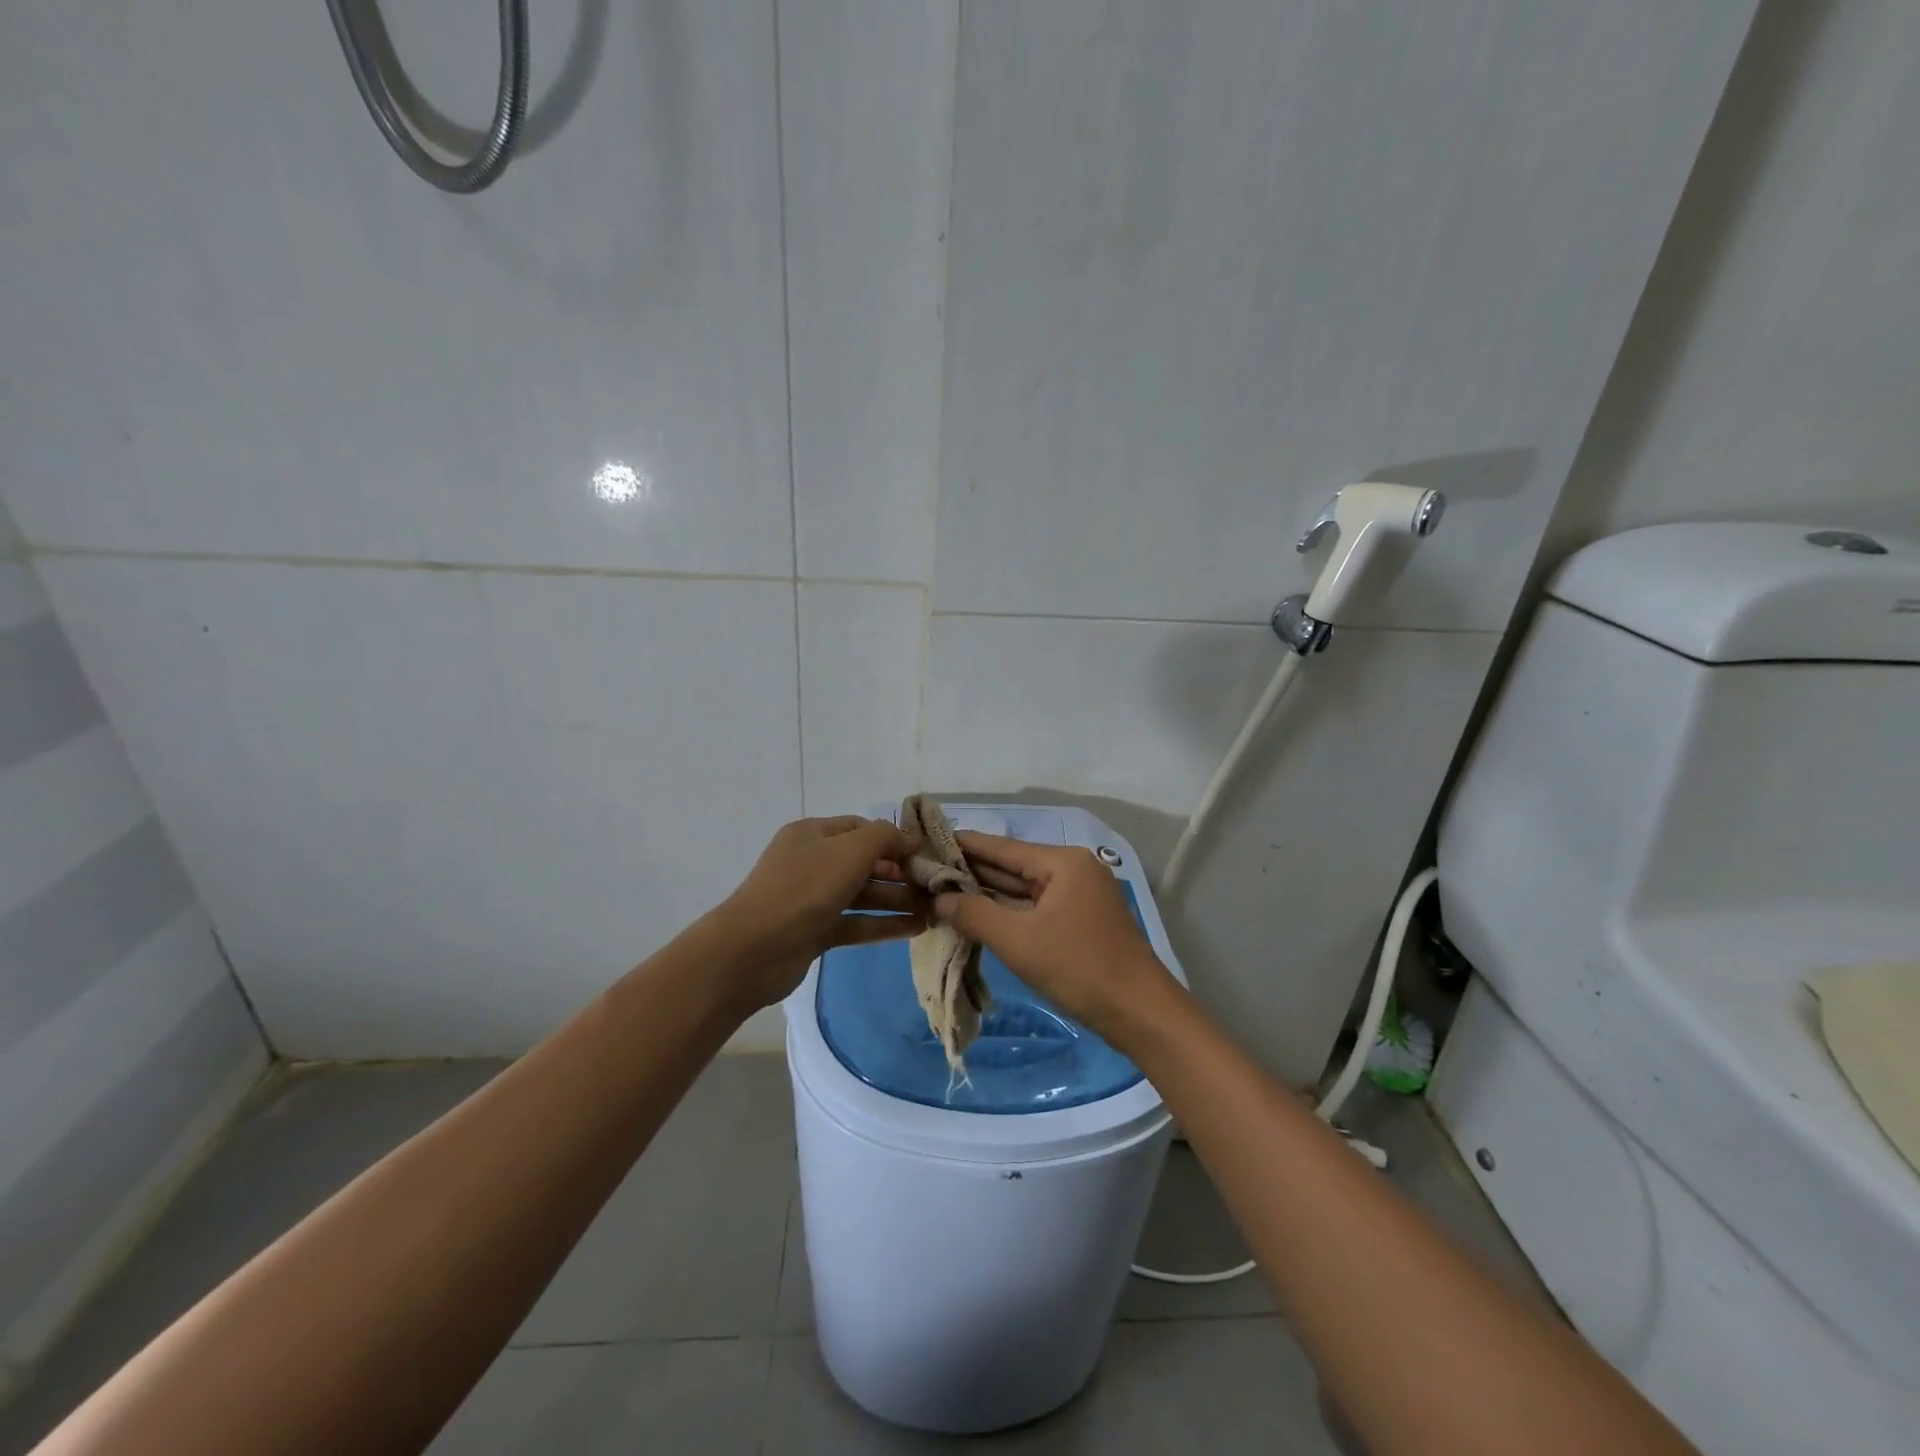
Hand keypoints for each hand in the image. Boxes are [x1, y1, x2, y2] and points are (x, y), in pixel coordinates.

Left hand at [713, 816, 928, 1010]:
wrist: (755, 949)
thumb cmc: (806, 887)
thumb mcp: (851, 850)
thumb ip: (886, 837)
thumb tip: (912, 838)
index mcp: (813, 834)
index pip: (861, 828)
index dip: (893, 838)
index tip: (925, 853)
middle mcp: (812, 862)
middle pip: (864, 863)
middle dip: (900, 873)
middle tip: (936, 886)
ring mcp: (812, 899)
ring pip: (863, 895)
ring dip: (897, 901)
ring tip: (935, 911)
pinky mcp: (815, 932)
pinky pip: (856, 923)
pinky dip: (883, 924)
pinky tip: (916, 929)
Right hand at [931, 832, 1179, 1041]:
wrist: (1141, 1013)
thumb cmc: (1080, 968)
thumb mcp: (1019, 941)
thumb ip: (975, 914)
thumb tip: (939, 899)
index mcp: (1063, 862)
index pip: (1002, 848)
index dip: (963, 845)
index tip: (927, 842)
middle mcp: (1072, 870)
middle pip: (1012, 866)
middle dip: (971, 872)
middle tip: (926, 872)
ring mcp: (1079, 897)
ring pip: (1023, 890)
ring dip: (987, 894)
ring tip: (942, 892)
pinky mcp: (1080, 922)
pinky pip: (1035, 909)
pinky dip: (1008, 913)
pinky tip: (978, 916)